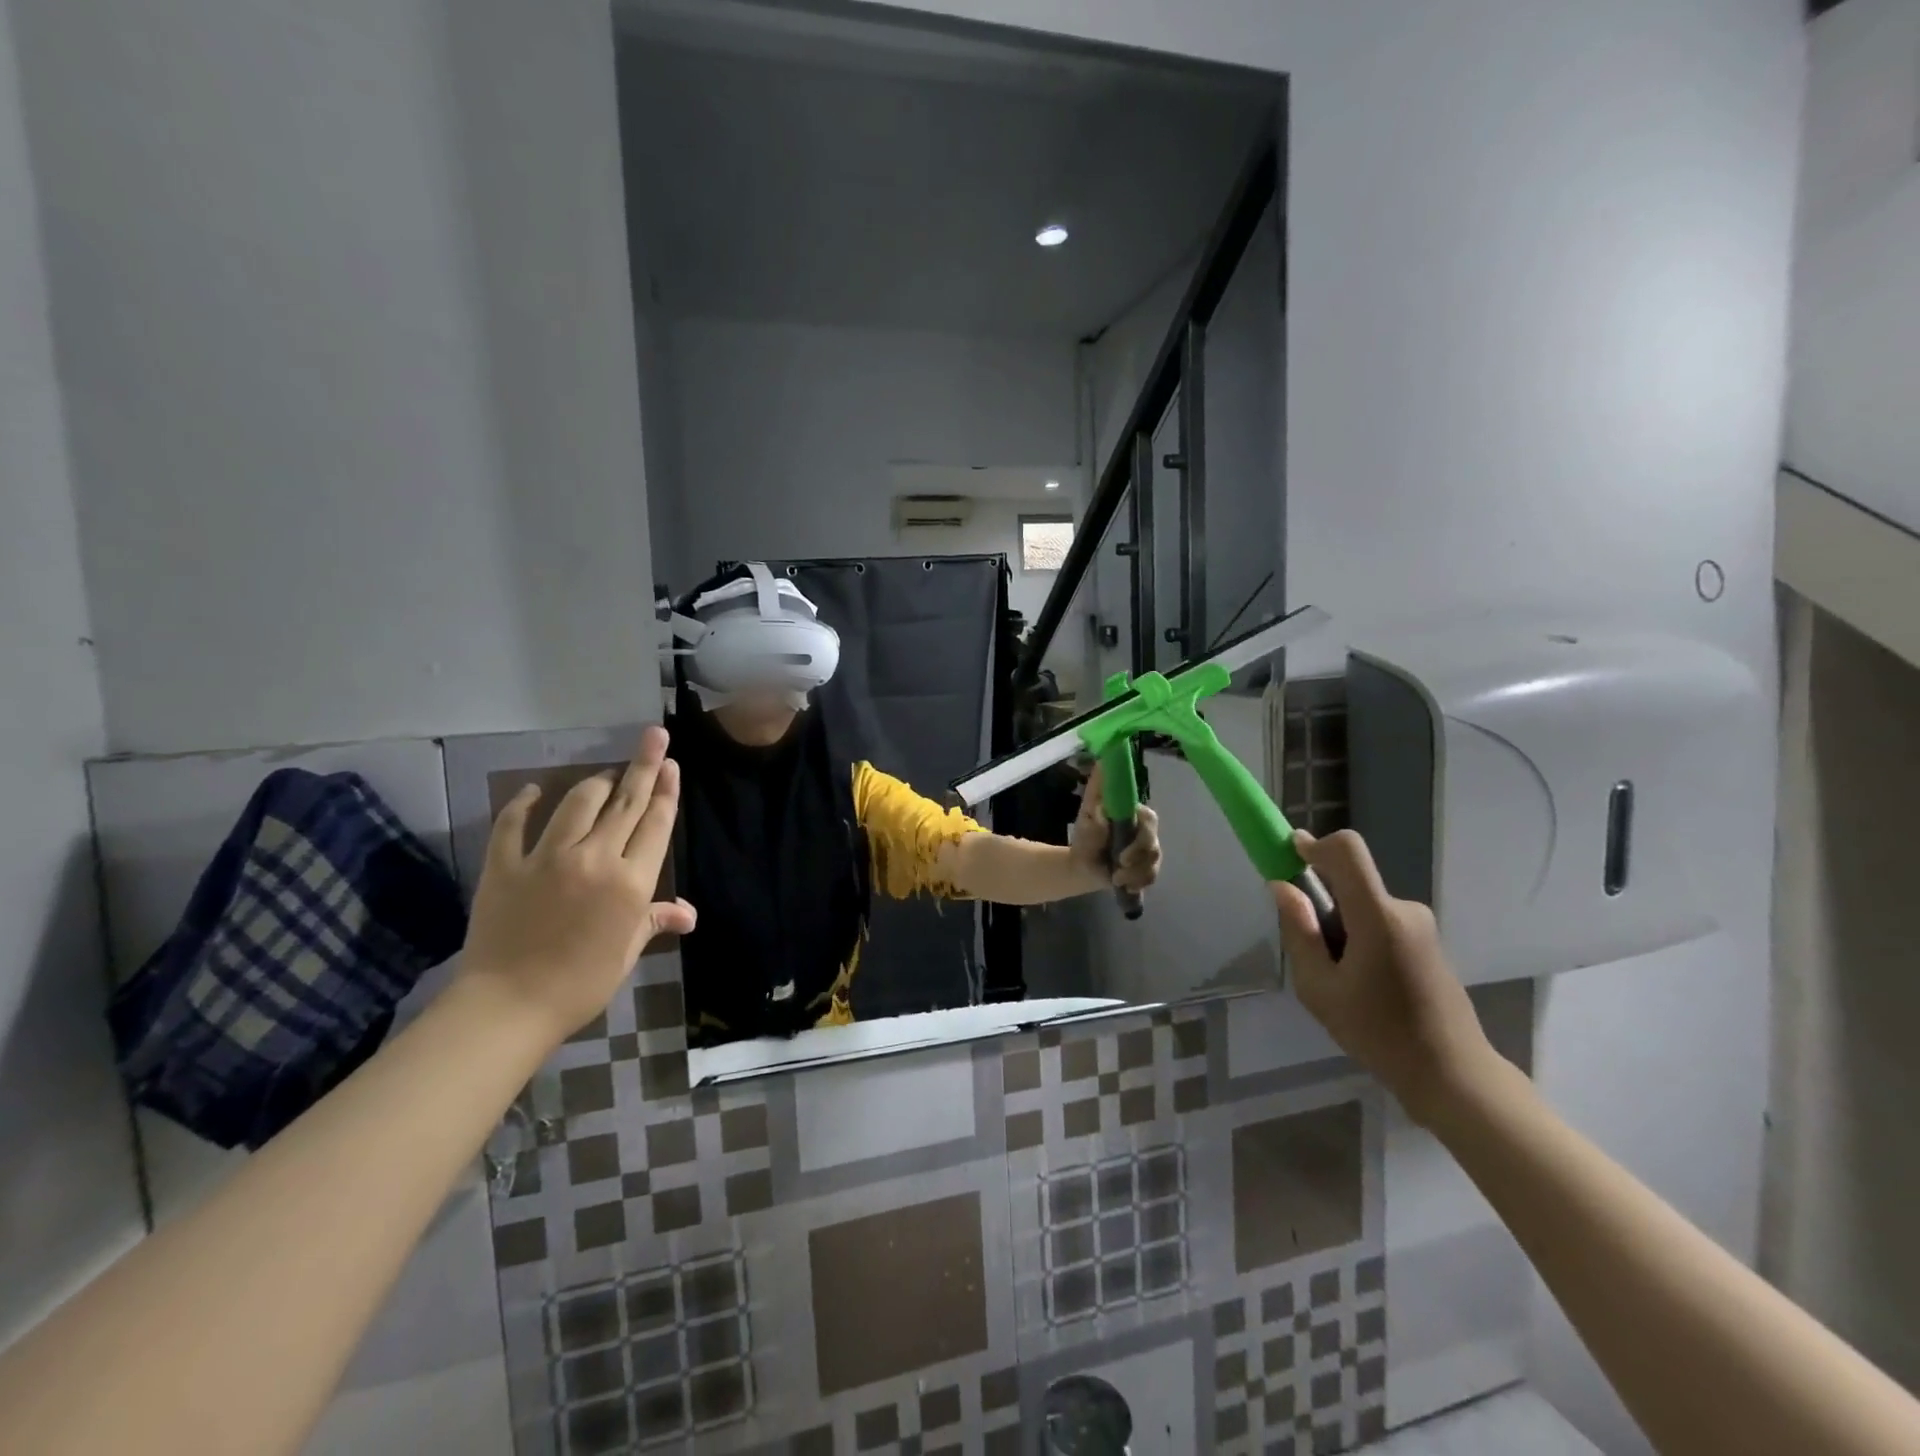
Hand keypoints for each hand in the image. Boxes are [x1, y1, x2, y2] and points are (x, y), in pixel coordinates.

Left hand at [458, 726, 695, 1045]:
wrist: (508, 1006)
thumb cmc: (580, 983)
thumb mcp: (626, 952)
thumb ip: (654, 920)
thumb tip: (688, 914)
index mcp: (632, 882)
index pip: (655, 823)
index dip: (666, 790)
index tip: (670, 764)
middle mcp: (595, 859)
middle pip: (626, 802)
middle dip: (643, 766)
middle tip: (653, 736)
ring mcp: (548, 858)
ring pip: (578, 802)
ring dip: (597, 782)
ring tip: (606, 775)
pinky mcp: (506, 864)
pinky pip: (515, 822)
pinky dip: (525, 803)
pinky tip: (533, 791)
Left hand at [1070, 763, 1162, 891]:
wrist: (1082, 867)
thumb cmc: (1085, 837)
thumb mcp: (1085, 816)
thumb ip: (1095, 796)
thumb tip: (1101, 770)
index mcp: (1133, 815)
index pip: (1149, 818)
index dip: (1144, 831)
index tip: (1127, 843)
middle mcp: (1145, 832)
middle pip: (1154, 842)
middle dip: (1138, 855)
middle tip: (1120, 862)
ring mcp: (1148, 852)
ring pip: (1153, 862)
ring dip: (1134, 873)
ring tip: (1116, 877)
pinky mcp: (1147, 869)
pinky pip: (1151, 877)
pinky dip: (1138, 883)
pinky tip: (1125, 886)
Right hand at [1272, 830, 1493, 1125]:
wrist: (1453, 1075)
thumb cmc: (1378, 1033)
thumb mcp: (1320, 988)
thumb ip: (1299, 932)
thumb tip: (1282, 886)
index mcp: (1378, 917)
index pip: (1348, 850)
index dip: (1315, 844)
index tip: (1290, 856)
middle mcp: (1403, 909)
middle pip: (1349, 882)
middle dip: (1321, 905)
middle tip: (1313, 957)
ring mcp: (1420, 925)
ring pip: (1361, 905)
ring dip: (1340, 927)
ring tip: (1340, 981)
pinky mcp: (1426, 941)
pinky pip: (1378, 920)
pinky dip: (1358, 938)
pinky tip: (1363, 986)